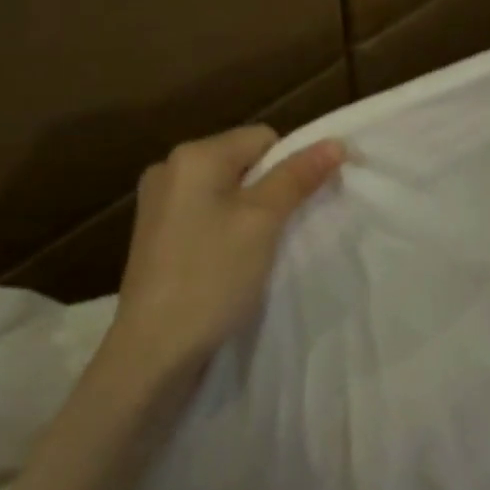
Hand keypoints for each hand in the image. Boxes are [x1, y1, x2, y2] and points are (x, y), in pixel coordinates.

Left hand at [111, 126, 344, 380]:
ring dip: (250, 212)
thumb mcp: (262, 221)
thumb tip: (336, 142)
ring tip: (258, 249)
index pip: (262, 138)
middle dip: (270, 189)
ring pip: (226, 190)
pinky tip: (231, 261)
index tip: (300, 207)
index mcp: (193, 155)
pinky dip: (227, 228)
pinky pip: (206, 214)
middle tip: (281, 231)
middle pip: (243, 161)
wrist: (153, 350)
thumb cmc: (211, 277)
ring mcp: (159, 203)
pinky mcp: (156, 234)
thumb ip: (297, 177)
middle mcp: (169, 169)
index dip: (290, 165)